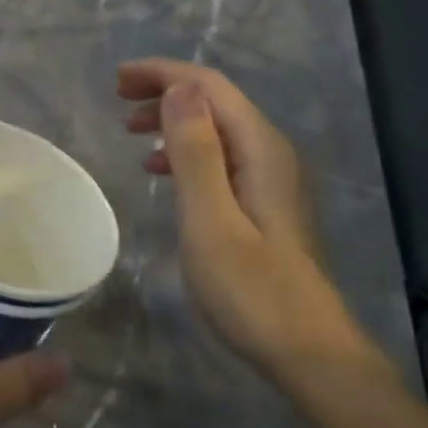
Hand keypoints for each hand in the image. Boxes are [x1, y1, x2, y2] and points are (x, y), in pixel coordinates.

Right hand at [118, 59, 391, 383]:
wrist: (309, 354)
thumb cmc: (253, 291)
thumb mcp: (211, 220)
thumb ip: (196, 152)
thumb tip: (179, 88)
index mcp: (260, 148)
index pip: (209, 87)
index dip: (162, 74)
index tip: (117, 79)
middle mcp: (270, 152)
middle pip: (214, 101)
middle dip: (165, 91)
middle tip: (117, 100)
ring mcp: (271, 179)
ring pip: (216, 128)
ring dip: (172, 120)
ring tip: (131, 132)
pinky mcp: (264, 204)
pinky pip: (219, 157)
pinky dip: (185, 152)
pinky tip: (162, 171)